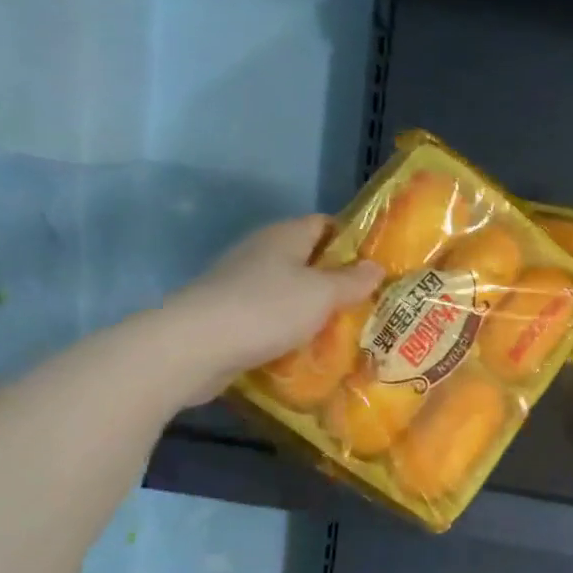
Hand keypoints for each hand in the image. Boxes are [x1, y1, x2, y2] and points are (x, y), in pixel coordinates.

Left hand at [161, 216, 382, 404]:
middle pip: (308, 258)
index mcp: (284, 236)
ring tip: (345, 328)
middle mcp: (261, 251)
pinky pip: (271, 315)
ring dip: (314, 306)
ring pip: (290, 289)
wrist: (195, 347)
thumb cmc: (267, 309)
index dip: (352, 240)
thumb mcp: (322, 294)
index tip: (378, 264)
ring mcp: (241, 283)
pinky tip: (308, 346)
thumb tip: (376, 267)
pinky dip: (291, 327)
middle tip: (369, 301)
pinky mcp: (230, 314)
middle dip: (337, 278)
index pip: (324, 224)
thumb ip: (352, 281)